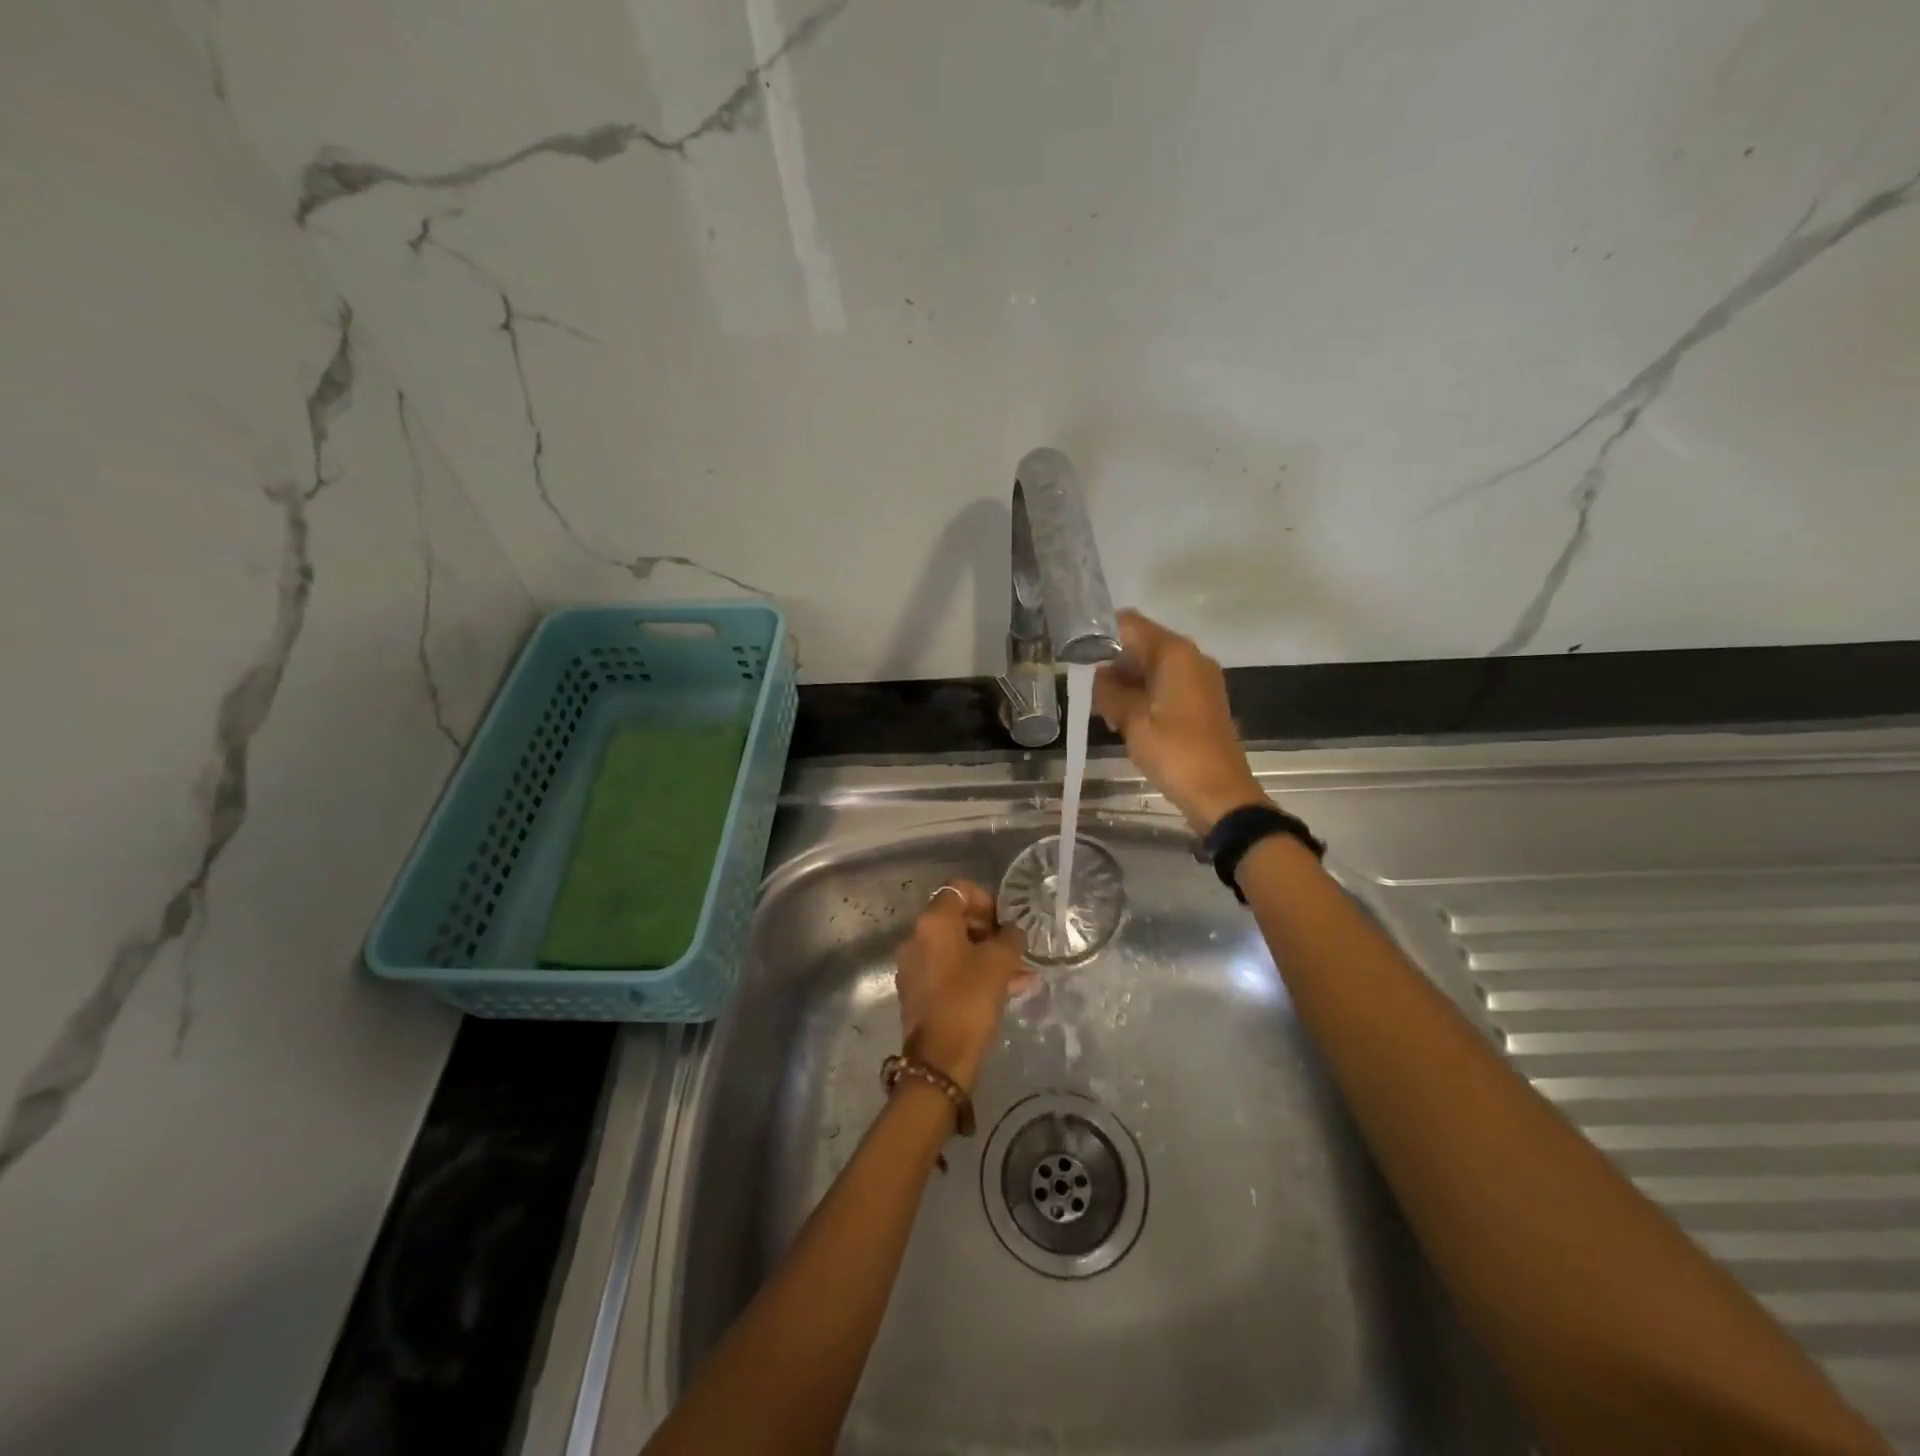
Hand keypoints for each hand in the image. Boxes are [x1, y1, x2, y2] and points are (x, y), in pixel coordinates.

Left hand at [894, 882, 1032, 1093]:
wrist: (939, 1060)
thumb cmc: (969, 1000)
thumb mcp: (999, 963)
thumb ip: (1010, 938)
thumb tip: (1013, 931)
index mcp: (932, 922)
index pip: (959, 889)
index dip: (987, 900)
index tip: (1005, 923)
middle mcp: (916, 938)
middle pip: (956, 919)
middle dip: (989, 931)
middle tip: (1014, 950)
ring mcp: (914, 966)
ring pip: (955, 949)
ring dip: (986, 956)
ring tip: (1020, 975)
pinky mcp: (917, 992)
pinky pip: (948, 971)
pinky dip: (973, 974)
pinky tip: (1004, 992)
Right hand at [1093, 609, 1266, 834]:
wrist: (1220, 795)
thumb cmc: (1175, 753)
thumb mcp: (1133, 722)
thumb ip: (1110, 692)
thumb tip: (1096, 675)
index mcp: (1175, 654)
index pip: (1130, 624)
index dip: (1099, 634)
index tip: (1074, 653)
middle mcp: (1190, 658)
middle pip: (1142, 644)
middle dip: (1111, 662)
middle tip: (1082, 687)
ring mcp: (1199, 680)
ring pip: (1152, 666)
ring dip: (1125, 682)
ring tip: (1100, 708)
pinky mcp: (1201, 701)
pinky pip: (1165, 685)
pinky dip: (1143, 694)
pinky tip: (1123, 719)